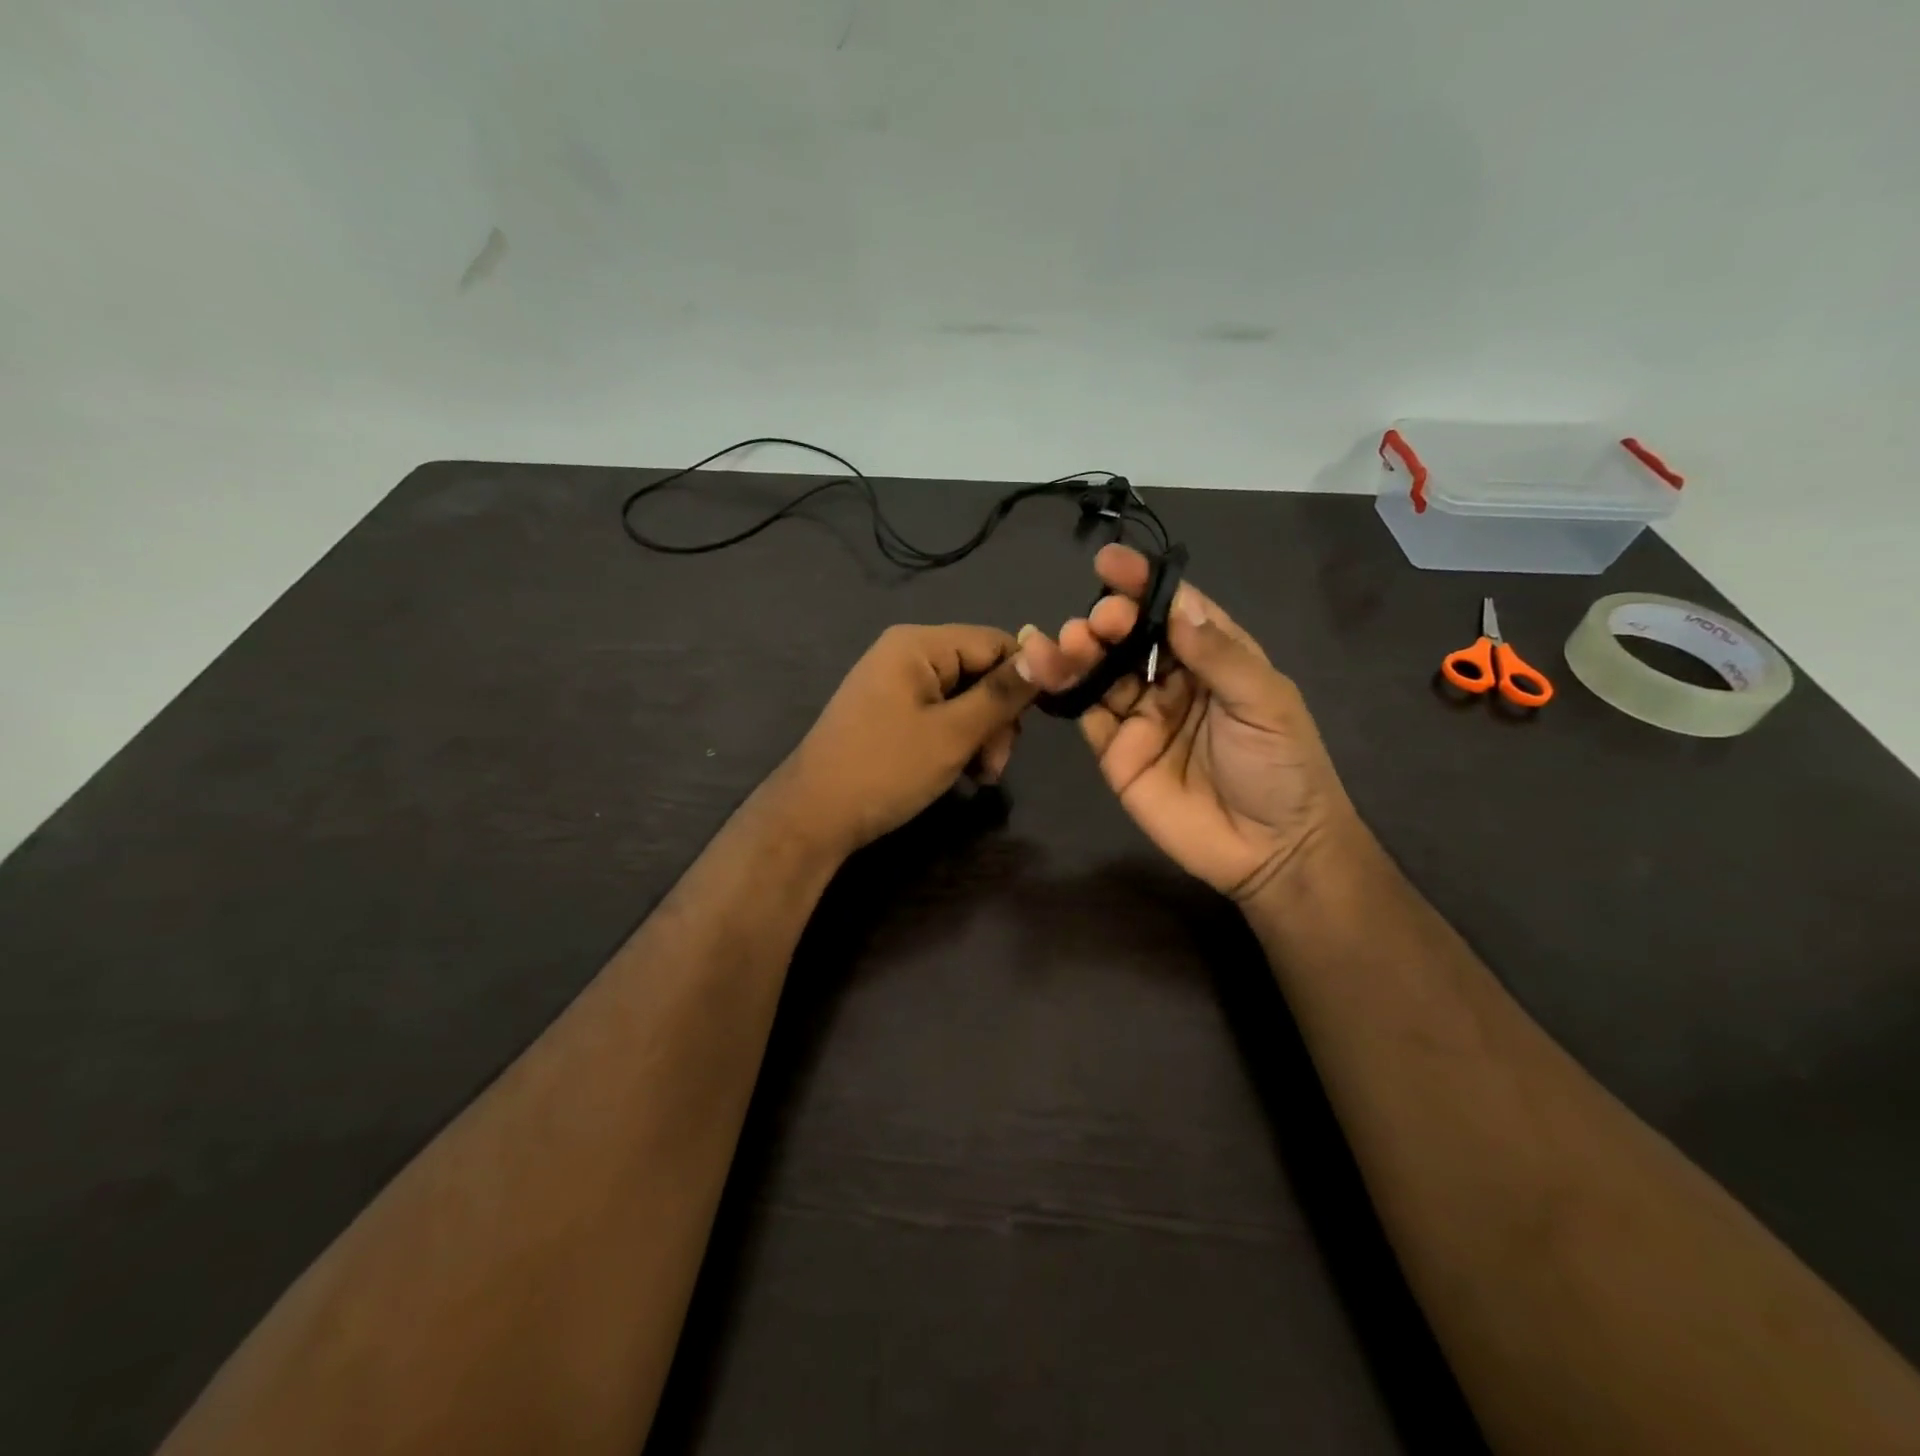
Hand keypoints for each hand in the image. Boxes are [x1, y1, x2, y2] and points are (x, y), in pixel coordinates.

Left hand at [776, 624, 1035, 857]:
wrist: (813, 816)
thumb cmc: (885, 769)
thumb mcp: (953, 734)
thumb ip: (1001, 694)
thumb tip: (1048, 655)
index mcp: (918, 644)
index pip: (995, 642)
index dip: (1024, 679)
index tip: (1033, 725)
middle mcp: (906, 654)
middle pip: (980, 671)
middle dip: (998, 718)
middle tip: (995, 765)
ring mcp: (895, 684)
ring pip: (964, 698)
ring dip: (981, 736)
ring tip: (979, 777)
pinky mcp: (890, 713)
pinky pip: (940, 715)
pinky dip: (957, 742)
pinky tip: (962, 773)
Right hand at [1020, 545, 1357, 902]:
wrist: (1269, 851)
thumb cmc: (1281, 767)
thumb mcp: (1265, 702)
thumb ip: (1219, 654)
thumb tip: (1175, 606)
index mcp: (1214, 657)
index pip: (1173, 610)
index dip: (1143, 584)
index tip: (1109, 563)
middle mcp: (1172, 679)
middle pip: (1130, 637)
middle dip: (1108, 619)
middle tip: (1098, 620)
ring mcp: (1140, 715)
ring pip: (1100, 670)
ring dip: (1079, 649)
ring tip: (1066, 640)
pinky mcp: (1114, 751)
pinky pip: (1085, 712)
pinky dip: (1062, 688)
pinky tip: (1044, 666)